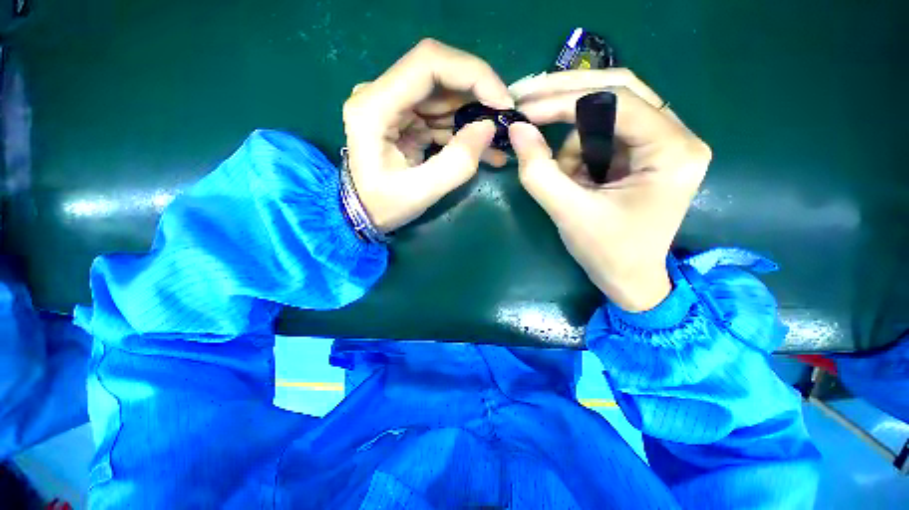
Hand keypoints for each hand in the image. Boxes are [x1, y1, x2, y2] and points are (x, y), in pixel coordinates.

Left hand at [342, 39, 512, 231]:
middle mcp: (380, 94)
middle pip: (440, 75)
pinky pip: (442, 114)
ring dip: (475, 116)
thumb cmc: (383, 206)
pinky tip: (485, 149)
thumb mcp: (420, 192)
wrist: (363, 213)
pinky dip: (464, 129)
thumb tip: (489, 128)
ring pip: (445, 95)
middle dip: (478, 96)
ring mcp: (394, 104)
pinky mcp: (406, 117)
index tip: (502, 102)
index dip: (473, 74)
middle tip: (505, 122)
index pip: (428, 63)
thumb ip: (457, 162)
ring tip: (498, 144)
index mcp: (374, 106)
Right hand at [508, 70, 711, 311]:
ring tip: (563, 179)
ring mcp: (661, 141)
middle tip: (524, 96)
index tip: (524, 109)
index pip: (617, 101)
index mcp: (673, 151)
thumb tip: (517, 129)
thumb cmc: (607, 252)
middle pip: (617, 90)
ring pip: (605, 112)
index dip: (564, 100)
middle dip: (565, 95)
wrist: (629, 278)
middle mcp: (676, 135)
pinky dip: (578, 150)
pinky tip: (575, 179)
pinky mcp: (643, 152)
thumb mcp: (568, 213)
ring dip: (572, 141)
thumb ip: (539, 172)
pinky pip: (602, 133)